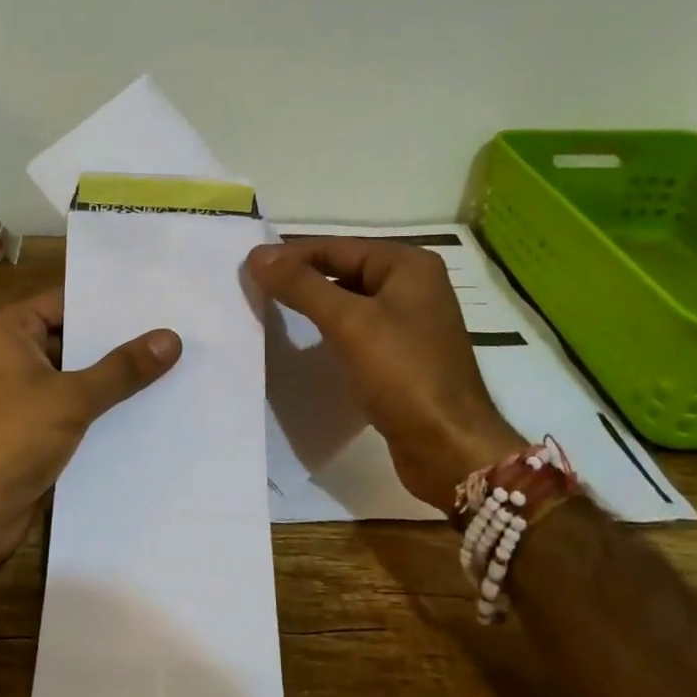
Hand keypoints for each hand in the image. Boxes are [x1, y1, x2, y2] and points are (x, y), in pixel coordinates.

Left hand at [0, 289, 180, 570]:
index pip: (66, 303)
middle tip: (174, 333)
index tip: (156, 301)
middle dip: (118, 343)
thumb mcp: (73, 397)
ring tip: (172, 366)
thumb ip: (122, 368)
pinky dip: (102, 408)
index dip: (109, 304)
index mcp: (7, 331)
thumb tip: (171, 338)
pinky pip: (73, 408)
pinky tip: (148, 408)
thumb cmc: (13, 438)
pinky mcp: (32, 428)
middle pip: (73, 339)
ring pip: (76, 376)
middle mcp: (10, 355)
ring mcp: (20, 394)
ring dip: (114, 379)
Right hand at [247, 238, 526, 507]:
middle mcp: (412, 285)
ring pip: (347, 300)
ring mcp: (409, 321)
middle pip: (342, 269)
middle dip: (299, 279)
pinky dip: (328, 330)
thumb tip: (255, 255)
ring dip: (311, 304)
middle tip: (253, 289)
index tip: (247, 269)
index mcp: (407, 265)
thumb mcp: (348, 323)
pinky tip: (304, 342)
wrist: (450, 449)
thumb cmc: (403, 376)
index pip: (335, 247)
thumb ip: (301, 285)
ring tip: (269, 311)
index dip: (289, 256)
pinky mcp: (402, 354)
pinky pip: (356, 329)